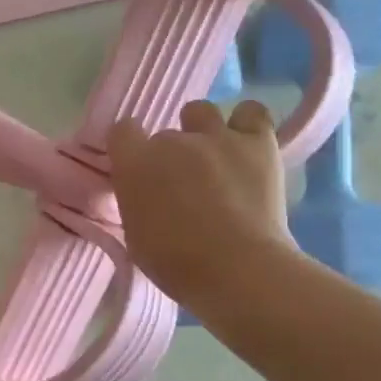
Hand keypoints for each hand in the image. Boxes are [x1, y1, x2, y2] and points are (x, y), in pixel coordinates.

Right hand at [108, 99, 299, 307]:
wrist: (235, 269)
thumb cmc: (174, 262)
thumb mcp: (134, 232)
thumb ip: (136, 200)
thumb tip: (145, 192)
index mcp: (135, 163)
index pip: (122, 131)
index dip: (129, 147)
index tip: (136, 167)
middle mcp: (172, 141)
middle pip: (164, 134)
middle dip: (169, 154)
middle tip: (180, 182)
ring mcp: (216, 137)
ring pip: (201, 112)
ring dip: (201, 130)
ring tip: (212, 156)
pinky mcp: (258, 142)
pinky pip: (250, 113)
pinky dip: (246, 123)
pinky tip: (245, 143)